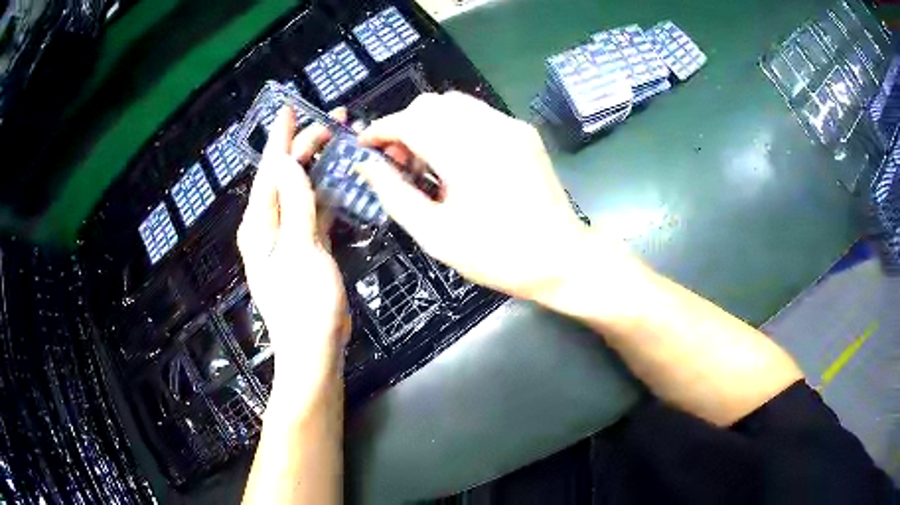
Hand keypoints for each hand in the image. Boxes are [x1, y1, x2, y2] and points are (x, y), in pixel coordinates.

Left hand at [237, 108, 349, 393]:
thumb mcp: (301, 251)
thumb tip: (288, 162)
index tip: (291, 108)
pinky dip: (328, 192)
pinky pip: (315, 209)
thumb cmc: (305, 304)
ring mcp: (288, 235)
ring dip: (321, 166)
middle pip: (286, 175)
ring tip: (342, 142)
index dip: (281, 137)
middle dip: (307, 146)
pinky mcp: (306, 246)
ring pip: (302, 189)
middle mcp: (269, 225)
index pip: (269, 170)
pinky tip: (344, 178)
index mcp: (260, 224)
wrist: (314, 348)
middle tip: (335, 121)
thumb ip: (296, 205)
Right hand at [357, 92, 606, 301]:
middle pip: (431, 104)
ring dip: (429, 123)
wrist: (561, 259)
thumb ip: (395, 195)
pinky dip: (454, 126)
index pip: (411, 121)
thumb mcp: (436, 235)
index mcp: (466, 154)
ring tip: (425, 161)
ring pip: (455, 103)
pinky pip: (478, 114)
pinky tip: (455, 159)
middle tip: (397, 161)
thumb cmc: (497, 255)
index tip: (364, 146)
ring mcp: (511, 126)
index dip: (381, 130)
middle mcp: (490, 128)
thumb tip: (367, 166)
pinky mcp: (523, 133)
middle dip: (404, 125)